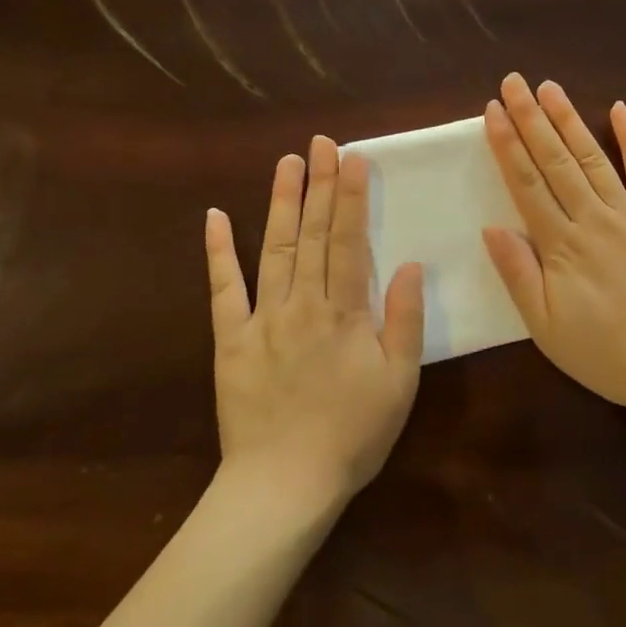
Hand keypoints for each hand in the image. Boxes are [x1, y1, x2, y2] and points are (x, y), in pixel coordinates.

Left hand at [205, 136, 425, 506]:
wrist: (285, 484)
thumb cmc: (353, 434)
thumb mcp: (400, 382)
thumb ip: (405, 320)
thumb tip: (411, 265)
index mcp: (345, 312)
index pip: (350, 240)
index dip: (351, 196)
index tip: (351, 157)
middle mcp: (302, 304)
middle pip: (313, 234)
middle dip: (318, 184)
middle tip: (320, 142)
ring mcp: (262, 318)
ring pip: (274, 250)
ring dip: (280, 203)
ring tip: (285, 163)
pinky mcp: (230, 340)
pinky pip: (223, 290)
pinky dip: (218, 252)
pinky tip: (215, 217)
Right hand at [482, 73, 625, 418]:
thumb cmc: (608, 354)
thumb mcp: (547, 328)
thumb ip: (519, 274)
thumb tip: (491, 227)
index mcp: (562, 246)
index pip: (527, 183)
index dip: (507, 145)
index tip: (492, 110)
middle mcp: (595, 219)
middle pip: (556, 161)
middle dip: (532, 118)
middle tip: (514, 81)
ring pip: (595, 158)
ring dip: (570, 120)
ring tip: (550, 88)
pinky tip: (620, 110)